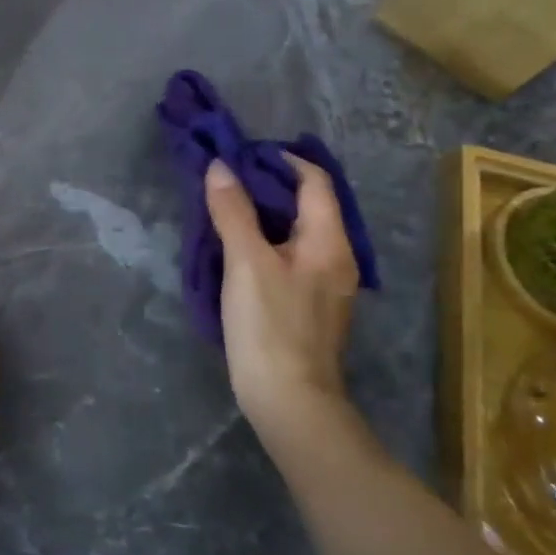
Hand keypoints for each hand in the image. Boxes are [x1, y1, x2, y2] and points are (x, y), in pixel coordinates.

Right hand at [204, 155, 358, 447]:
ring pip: (296, 233)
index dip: (281, 160)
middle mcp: (335, 258)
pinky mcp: (308, 306)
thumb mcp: (246, 262)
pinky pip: (289, 257)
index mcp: (328, 241)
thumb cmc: (269, 325)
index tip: (241, 154)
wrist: (288, 400)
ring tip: (224, 207)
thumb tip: (220, 167)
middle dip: (268, 186)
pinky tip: (236, 249)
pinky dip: (265, 242)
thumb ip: (233, 211)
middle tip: (225, 178)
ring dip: (263, 215)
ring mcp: (324, 285)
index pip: (315, 181)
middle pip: (307, 205)